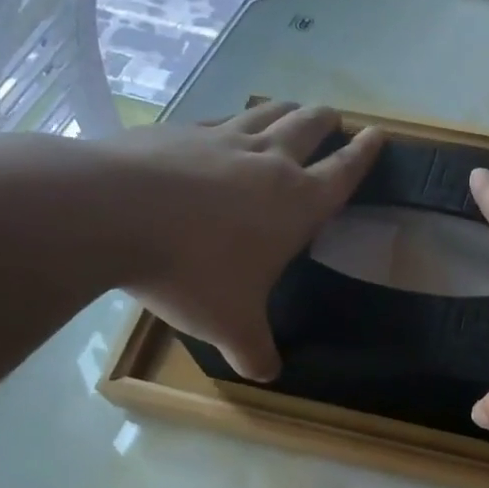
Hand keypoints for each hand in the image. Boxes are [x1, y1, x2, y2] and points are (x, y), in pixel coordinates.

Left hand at [113, 104, 381, 379]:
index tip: (378, 135)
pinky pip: (219, 119)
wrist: (110, 214)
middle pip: (310, 127)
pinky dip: (232, 121)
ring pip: (267, 114)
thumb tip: (267, 375)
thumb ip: (254, 351)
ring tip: (291, 112)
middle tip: (334, 120)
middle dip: (327, 123)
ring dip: (286, 111)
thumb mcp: (230, 325)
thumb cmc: (190, 271)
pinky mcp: (180, 130)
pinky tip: (224, 129)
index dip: (365, 153)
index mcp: (297, 203)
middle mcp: (268, 162)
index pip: (344, 172)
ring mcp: (223, 139)